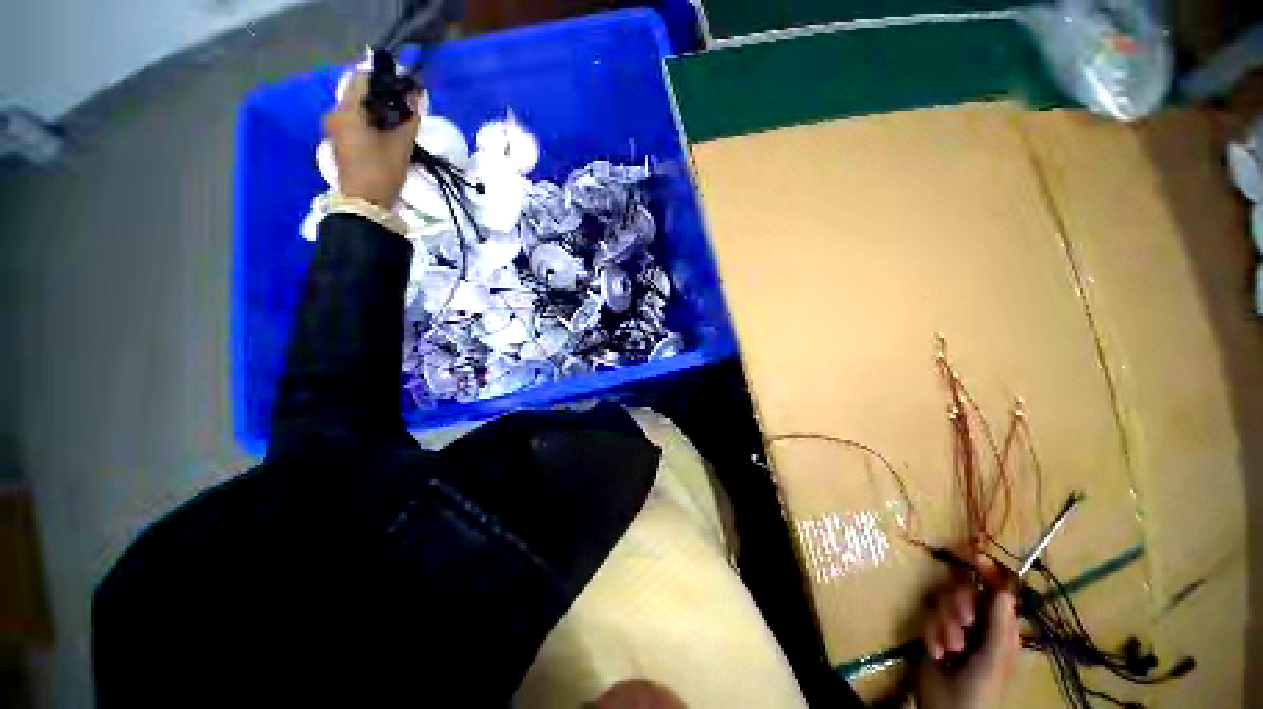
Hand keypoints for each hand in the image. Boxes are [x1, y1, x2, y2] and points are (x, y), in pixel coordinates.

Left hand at [322, 71, 420, 208]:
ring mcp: (335, 128)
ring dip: (379, 111)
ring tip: (401, 122)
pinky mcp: (340, 140)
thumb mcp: (401, 145)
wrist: (365, 204)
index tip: (404, 88)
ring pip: (359, 108)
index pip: (363, 78)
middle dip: (384, 97)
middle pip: (360, 94)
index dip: (385, 79)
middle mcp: (335, 113)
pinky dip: (372, 122)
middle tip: (406, 108)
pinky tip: (388, 134)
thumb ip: (410, 119)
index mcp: (346, 110)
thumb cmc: (381, 172)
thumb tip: (416, 96)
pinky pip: (357, 121)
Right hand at [915, 557, 1020, 708]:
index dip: (988, 574)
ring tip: (949, 649)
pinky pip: (929, 620)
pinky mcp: (934, 634)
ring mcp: (955, 629)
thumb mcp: (992, 660)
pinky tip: (937, 654)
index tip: (975, 556)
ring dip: (945, 624)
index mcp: (1001, 630)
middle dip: (960, 605)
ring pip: (945, 604)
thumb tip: (1003, 590)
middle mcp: (979, 625)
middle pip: (965, 593)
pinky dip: (932, 635)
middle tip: (963, 622)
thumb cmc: (980, 691)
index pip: (997, 593)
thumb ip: (998, 626)